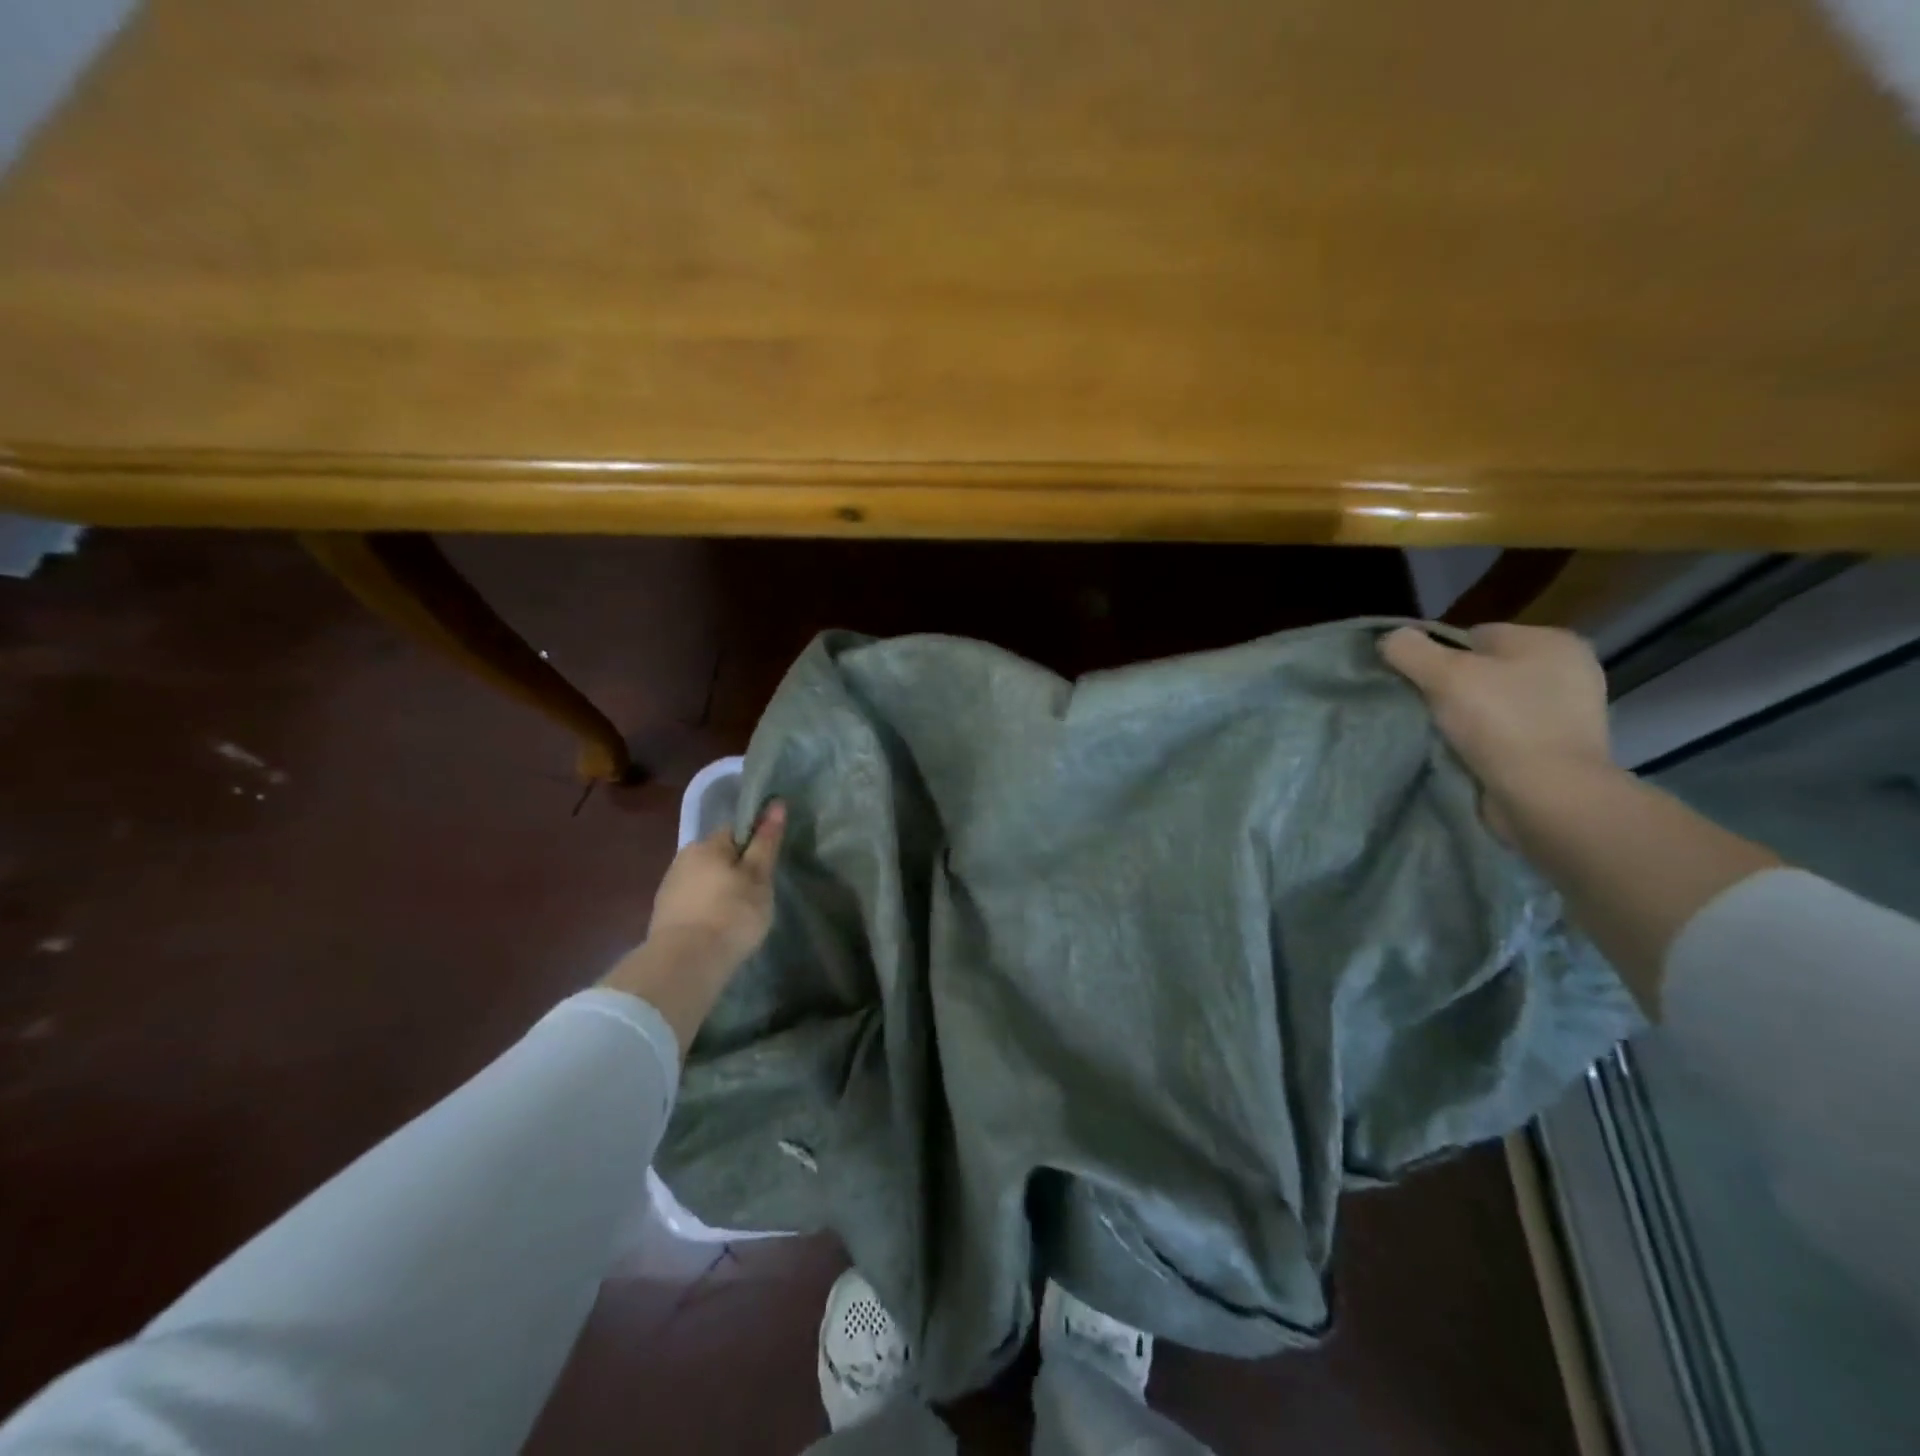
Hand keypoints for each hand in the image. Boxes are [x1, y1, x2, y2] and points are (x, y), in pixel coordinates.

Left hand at [647, 800, 787, 967]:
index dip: (754, 842)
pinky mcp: (663, 915)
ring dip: (719, 889)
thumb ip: (766, 842)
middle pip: (717, 855)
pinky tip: (716, 927)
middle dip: (735, 868)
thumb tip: (776, 804)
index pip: (735, 830)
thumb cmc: (731, 914)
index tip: (767, 864)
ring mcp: (669, 887)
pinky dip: (705, 908)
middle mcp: (683, 858)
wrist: (685, 963)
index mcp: (708, 844)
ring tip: (737, 914)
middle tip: (756, 893)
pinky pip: (692, 901)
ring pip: (703, 879)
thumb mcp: (758, 877)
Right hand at [1380, 624, 1612, 833]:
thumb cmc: (1501, 723)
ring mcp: (1569, 712)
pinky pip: (1507, 732)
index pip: (1474, 636)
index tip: (1418, 684)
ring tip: (1441, 735)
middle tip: (1426, 710)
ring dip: (1466, 717)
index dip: (1438, 657)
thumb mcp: (1443, 675)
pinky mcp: (1560, 748)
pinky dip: (1485, 741)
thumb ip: (1410, 650)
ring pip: (1494, 703)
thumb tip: (1390, 638)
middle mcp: (1568, 669)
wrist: (1548, 796)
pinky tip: (1466, 753)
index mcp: (1550, 641)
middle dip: (1452, 688)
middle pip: (1484, 670)